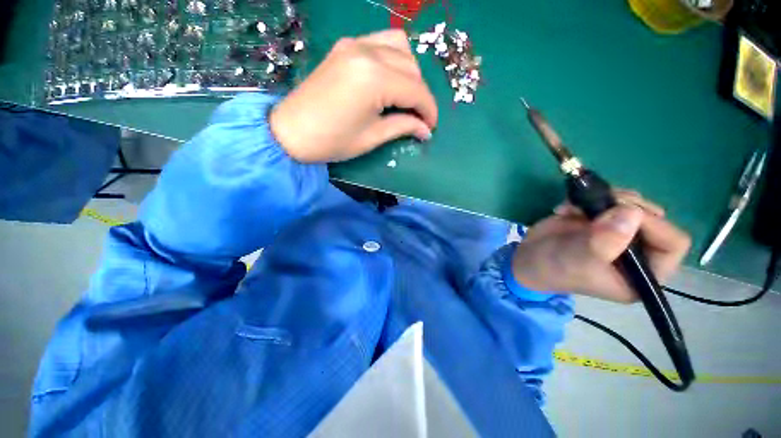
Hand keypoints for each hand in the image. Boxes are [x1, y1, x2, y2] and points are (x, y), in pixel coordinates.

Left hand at [269, 30, 437, 162]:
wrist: (291, 131)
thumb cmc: (332, 141)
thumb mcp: (372, 137)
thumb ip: (403, 127)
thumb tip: (425, 129)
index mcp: (374, 79)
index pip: (416, 90)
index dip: (429, 111)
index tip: (431, 127)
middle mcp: (367, 52)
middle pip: (412, 68)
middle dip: (420, 95)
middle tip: (417, 118)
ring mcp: (354, 44)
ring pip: (400, 49)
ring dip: (409, 74)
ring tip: (405, 98)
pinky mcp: (345, 47)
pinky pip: (381, 43)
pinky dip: (393, 60)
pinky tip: (390, 80)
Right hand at [511, 190, 690, 302]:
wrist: (528, 258)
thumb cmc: (554, 268)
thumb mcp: (578, 261)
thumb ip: (604, 242)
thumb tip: (631, 212)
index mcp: (643, 273)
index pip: (672, 243)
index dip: (653, 225)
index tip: (620, 214)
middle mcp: (638, 251)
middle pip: (654, 217)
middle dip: (627, 206)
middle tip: (599, 205)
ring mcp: (619, 232)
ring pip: (632, 204)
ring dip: (607, 199)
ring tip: (577, 206)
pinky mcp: (600, 219)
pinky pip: (608, 199)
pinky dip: (588, 197)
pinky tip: (567, 208)